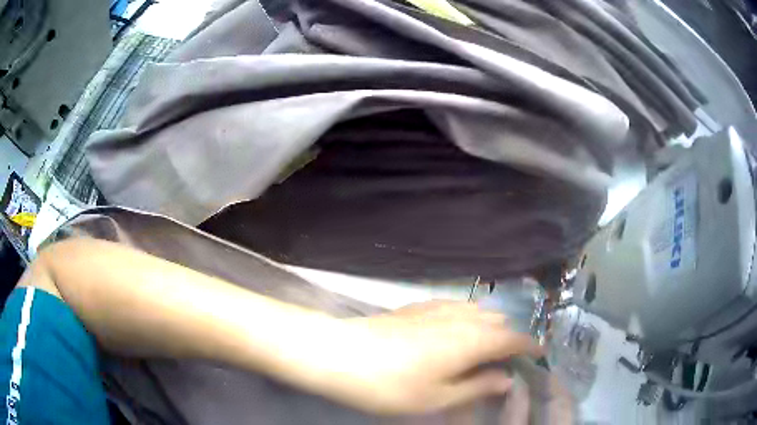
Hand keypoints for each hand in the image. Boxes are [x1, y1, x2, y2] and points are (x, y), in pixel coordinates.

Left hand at [316, 301, 542, 414]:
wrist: (341, 353)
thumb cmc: (391, 385)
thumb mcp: (437, 398)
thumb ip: (477, 387)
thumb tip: (506, 378)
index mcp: (472, 340)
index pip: (513, 338)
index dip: (530, 346)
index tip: (540, 354)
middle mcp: (461, 317)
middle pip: (498, 322)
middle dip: (510, 338)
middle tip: (509, 360)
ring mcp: (438, 307)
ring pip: (478, 311)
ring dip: (490, 327)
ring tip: (486, 347)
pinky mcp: (418, 305)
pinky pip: (457, 306)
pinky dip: (469, 318)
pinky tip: (457, 330)